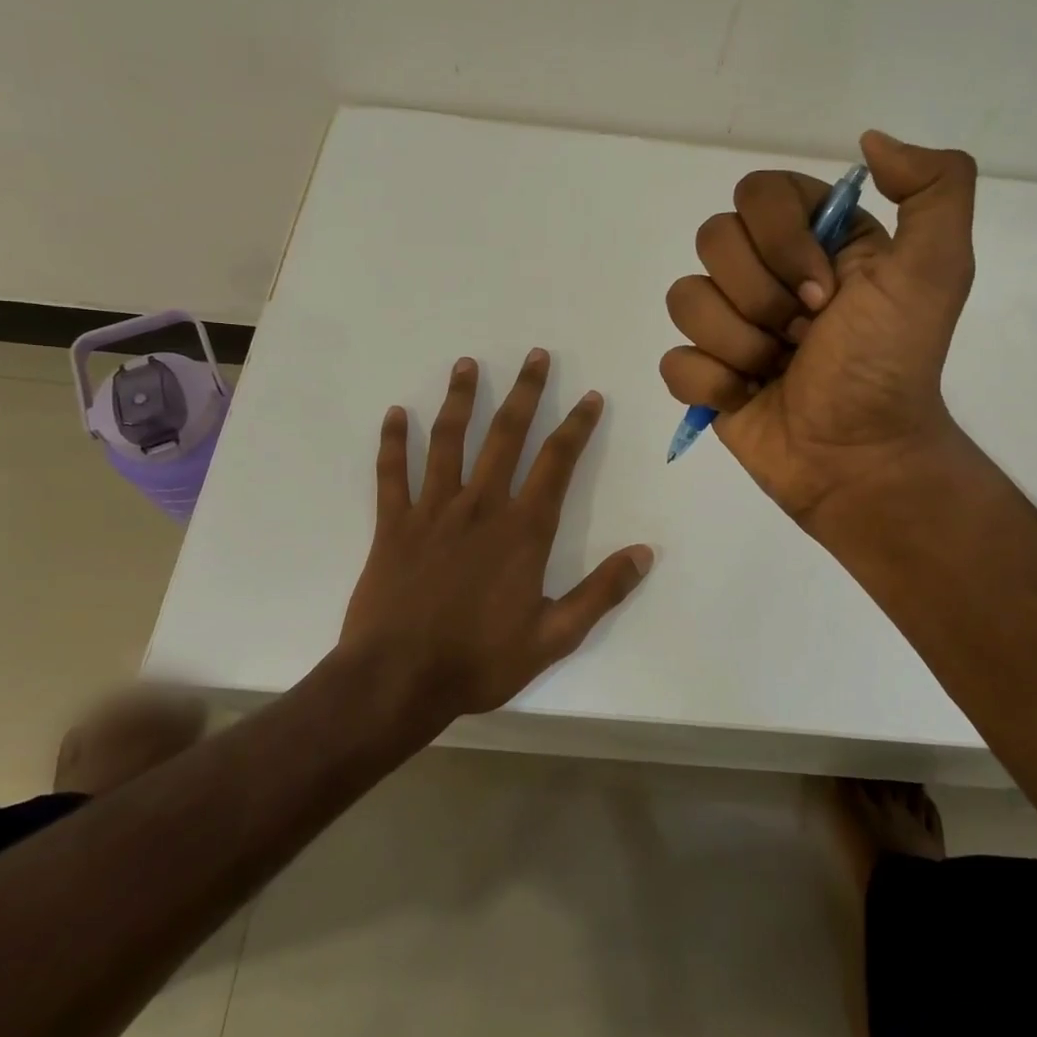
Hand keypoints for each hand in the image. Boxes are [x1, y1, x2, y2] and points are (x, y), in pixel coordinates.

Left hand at [339, 350, 653, 720]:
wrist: (398, 680)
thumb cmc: (480, 660)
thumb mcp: (554, 637)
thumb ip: (601, 592)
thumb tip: (645, 553)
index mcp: (522, 529)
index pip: (556, 462)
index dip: (577, 426)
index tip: (589, 396)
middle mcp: (480, 506)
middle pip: (505, 435)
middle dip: (525, 392)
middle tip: (535, 355)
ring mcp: (432, 510)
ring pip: (448, 441)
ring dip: (459, 399)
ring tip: (466, 364)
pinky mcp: (393, 524)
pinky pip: (391, 474)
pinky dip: (392, 442)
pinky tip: (395, 414)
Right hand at [659, 131, 980, 526]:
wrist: (860, 460)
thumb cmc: (890, 366)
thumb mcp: (936, 272)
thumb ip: (935, 188)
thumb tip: (870, 140)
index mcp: (813, 239)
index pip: (756, 194)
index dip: (781, 242)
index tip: (825, 291)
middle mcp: (765, 272)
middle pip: (712, 241)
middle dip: (762, 299)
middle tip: (805, 336)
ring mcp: (728, 324)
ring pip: (685, 299)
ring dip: (740, 344)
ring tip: (779, 370)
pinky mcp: (704, 374)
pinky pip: (673, 360)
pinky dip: (713, 384)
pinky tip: (748, 397)